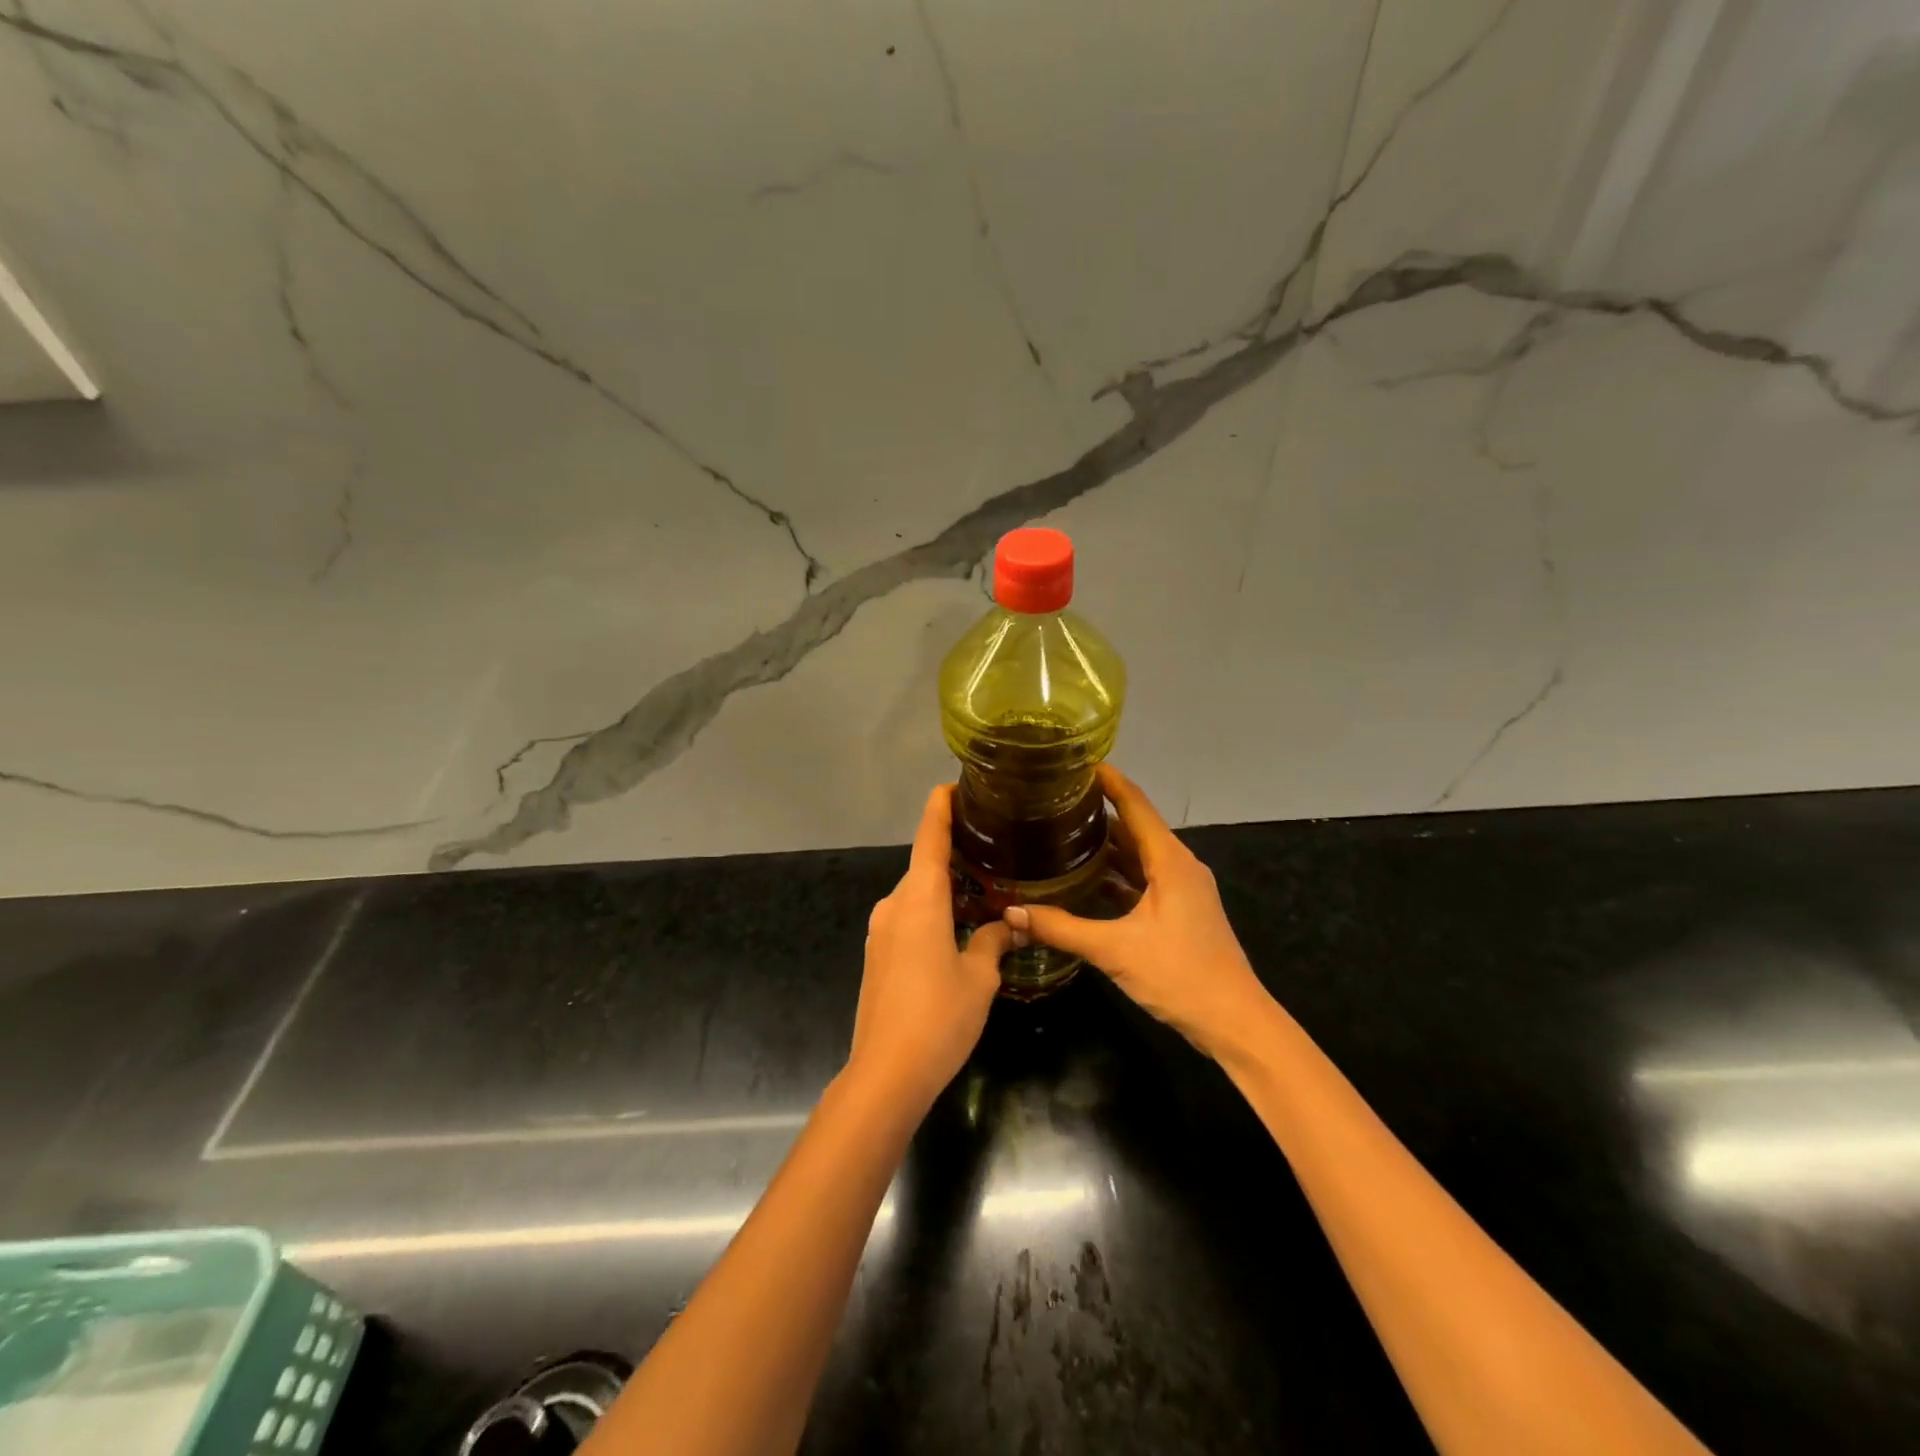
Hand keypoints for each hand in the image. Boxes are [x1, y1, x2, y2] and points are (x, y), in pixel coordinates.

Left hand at [848, 786, 1014, 1112]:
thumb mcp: (979, 978)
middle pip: (924, 866)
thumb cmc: (938, 1017)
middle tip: (992, 850)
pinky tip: (958, 929)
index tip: (953, 785)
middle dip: (954, 856)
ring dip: (945, 889)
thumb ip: (993, 942)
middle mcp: (895, 905)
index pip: (930, 838)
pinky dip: (933, 912)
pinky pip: (908, 918)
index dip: (940, 808)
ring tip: (984, 891)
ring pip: (917, 895)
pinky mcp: (877, 955)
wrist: (886, 1073)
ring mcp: (881, 931)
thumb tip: (1009, 924)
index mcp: (920, 899)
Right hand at [1005, 765, 1269, 1059]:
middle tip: (1057, 799)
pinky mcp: (1181, 911)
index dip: (1109, 780)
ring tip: (1065, 831)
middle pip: (1136, 826)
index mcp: (1170, 861)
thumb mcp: (1115, 950)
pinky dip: (1118, 873)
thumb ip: (1061, 928)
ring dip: (1108, 843)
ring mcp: (1183, 889)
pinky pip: (1145, 878)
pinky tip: (1088, 879)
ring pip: (1140, 854)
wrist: (1234, 1021)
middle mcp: (1179, 866)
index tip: (1077, 762)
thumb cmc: (1180, 975)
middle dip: (1101, 809)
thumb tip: (1010, 912)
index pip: (1136, 804)